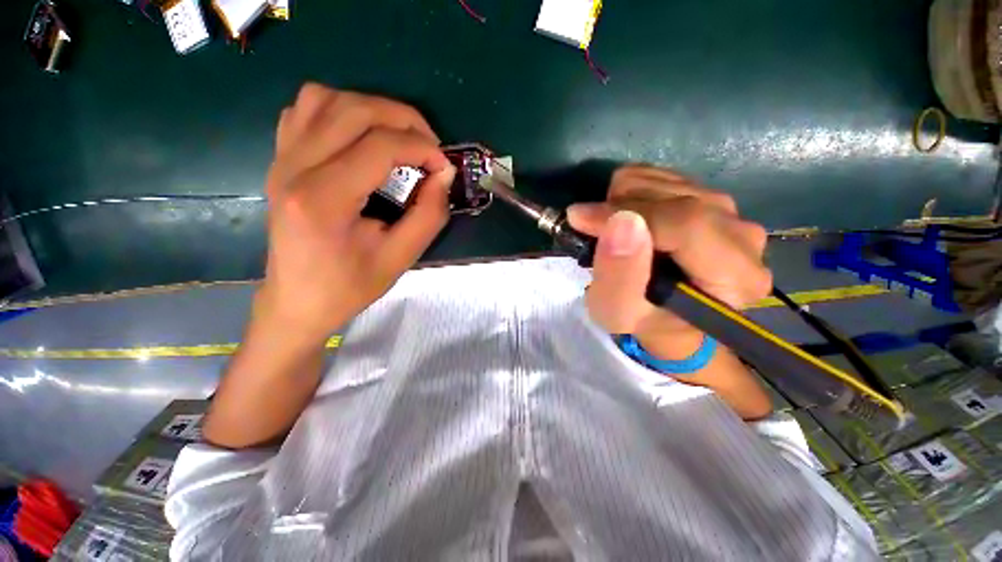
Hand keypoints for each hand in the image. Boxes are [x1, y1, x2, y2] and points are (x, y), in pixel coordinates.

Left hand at [259, 84, 455, 340]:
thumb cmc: (349, 286)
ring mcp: (281, 159)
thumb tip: (443, 174)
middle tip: (430, 146)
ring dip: (372, 108)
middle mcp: (295, 167)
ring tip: (398, 137)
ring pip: (326, 98)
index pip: (380, 146)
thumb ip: (429, 215)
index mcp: (323, 199)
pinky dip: (340, 110)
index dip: (422, 148)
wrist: (298, 300)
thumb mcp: (400, 258)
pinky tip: (360, 136)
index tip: (444, 166)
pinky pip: (305, 110)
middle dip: (404, 119)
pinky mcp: (280, 160)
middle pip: (354, 110)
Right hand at [568, 165, 771, 360]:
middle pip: (677, 197)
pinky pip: (663, 176)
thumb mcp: (618, 311)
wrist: (663, 316)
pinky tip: (626, 219)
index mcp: (734, 276)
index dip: (628, 214)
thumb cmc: (641, 321)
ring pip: (667, 181)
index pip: (687, 224)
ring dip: (624, 201)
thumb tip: (621, 222)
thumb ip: (619, 275)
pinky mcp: (710, 198)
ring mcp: (731, 212)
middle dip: (621, 209)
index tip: (580, 218)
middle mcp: (744, 237)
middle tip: (594, 232)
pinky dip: (631, 192)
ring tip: (611, 232)